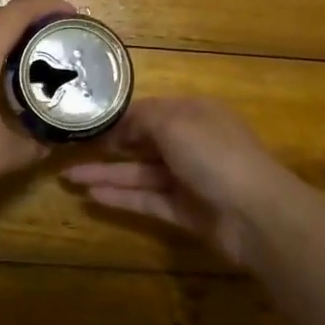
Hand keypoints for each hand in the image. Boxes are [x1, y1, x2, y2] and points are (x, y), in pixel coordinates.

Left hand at [0, 0, 76, 222]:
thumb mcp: (0, 154)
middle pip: (2, 18)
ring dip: (10, 42)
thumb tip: (55, 142)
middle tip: (65, 46)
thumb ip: (35, 144)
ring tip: (38, 65)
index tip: (78, 19)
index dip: (52, 7)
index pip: (21, 10)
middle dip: (36, 25)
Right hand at [64, 98, 298, 267]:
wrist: (255, 213)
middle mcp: (192, 144)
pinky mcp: (186, 211)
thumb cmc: (214, 154)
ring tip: (69, 177)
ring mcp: (189, 179)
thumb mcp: (175, 122)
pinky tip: (91, 196)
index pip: (152, 111)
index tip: (89, 124)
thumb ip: (142, 119)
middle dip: (109, 148)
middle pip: (144, 144)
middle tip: (71, 151)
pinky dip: (121, 198)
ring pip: (141, 174)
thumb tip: (120, 128)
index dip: (121, 118)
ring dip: (107, 174)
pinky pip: (148, 200)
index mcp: (195, 115)